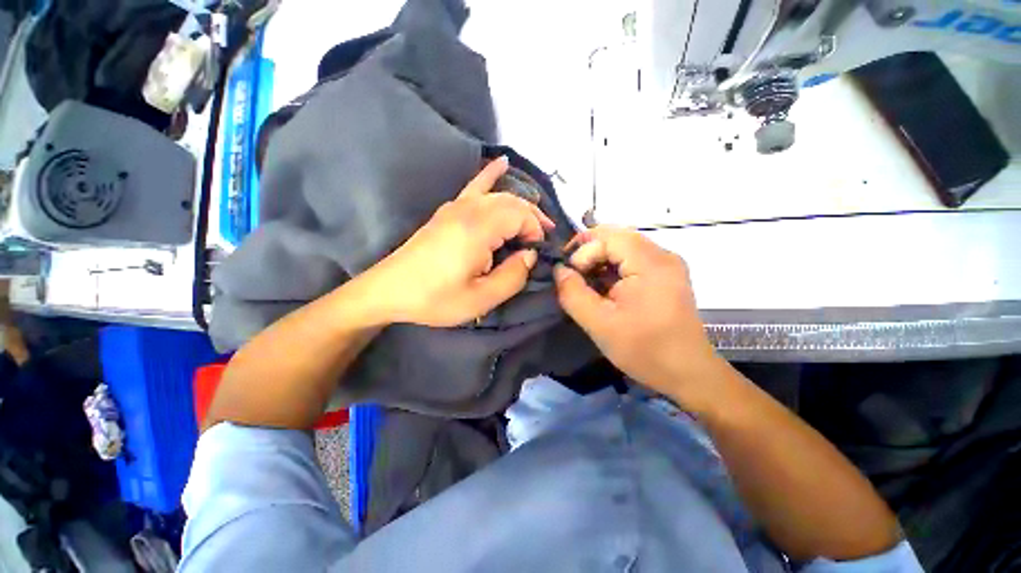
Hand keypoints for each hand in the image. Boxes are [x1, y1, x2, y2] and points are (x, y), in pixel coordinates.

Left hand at [365, 157, 553, 327]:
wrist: (389, 290)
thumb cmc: (435, 298)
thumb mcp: (480, 299)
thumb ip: (513, 276)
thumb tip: (529, 255)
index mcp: (478, 229)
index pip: (521, 216)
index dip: (536, 232)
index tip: (538, 253)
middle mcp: (469, 209)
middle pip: (513, 202)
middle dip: (533, 218)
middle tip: (544, 237)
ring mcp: (456, 206)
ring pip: (499, 195)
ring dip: (521, 206)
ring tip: (535, 220)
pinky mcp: (448, 211)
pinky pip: (474, 186)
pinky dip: (491, 174)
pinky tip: (503, 162)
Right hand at [554, 226, 721, 398]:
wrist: (687, 373)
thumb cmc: (644, 350)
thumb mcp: (599, 324)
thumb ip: (573, 293)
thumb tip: (560, 270)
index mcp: (650, 263)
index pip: (607, 237)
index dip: (582, 251)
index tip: (569, 276)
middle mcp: (663, 255)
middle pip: (617, 236)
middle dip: (588, 251)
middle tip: (571, 273)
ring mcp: (667, 264)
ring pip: (624, 246)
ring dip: (600, 259)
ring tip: (585, 281)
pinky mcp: (667, 274)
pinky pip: (633, 258)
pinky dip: (613, 267)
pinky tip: (604, 286)